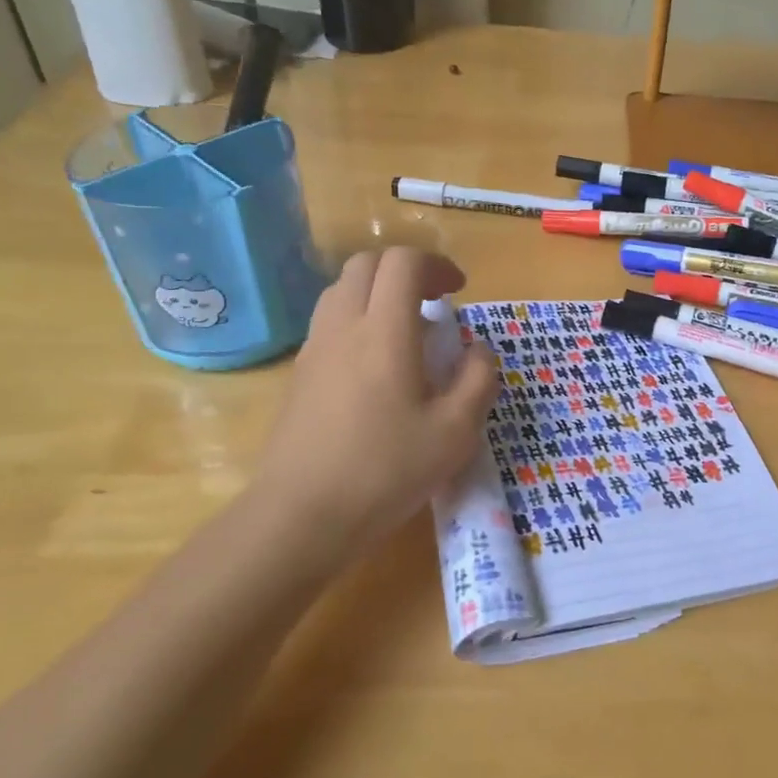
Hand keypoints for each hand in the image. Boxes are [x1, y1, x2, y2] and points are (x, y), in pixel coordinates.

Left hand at [248, 248, 497, 550]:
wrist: (302, 515)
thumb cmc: (386, 471)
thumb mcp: (455, 432)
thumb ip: (478, 380)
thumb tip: (478, 350)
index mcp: (384, 331)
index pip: (403, 262)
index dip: (436, 265)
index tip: (458, 291)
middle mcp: (343, 326)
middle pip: (367, 265)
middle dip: (405, 271)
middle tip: (434, 303)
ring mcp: (314, 349)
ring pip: (342, 290)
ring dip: (378, 293)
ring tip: (407, 332)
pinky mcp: (299, 374)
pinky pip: (329, 322)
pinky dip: (358, 320)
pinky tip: (377, 367)